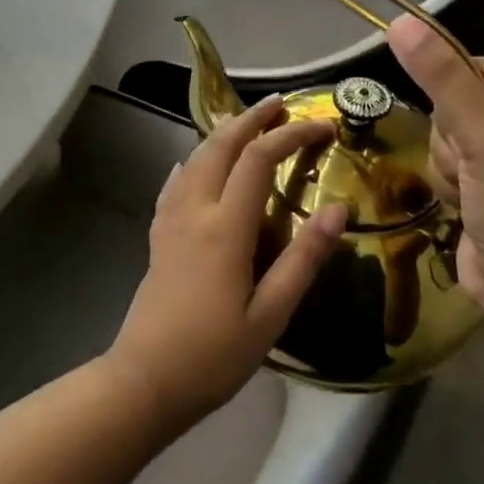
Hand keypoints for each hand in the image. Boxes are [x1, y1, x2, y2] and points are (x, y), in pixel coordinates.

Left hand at [106, 96, 346, 432]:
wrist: (145, 380)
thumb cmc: (214, 355)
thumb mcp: (271, 314)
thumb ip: (304, 259)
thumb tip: (338, 210)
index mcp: (225, 227)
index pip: (259, 159)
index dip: (291, 135)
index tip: (323, 126)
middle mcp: (194, 211)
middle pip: (219, 146)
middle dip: (251, 119)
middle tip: (280, 103)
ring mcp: (170, 222)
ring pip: (194, 159)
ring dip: (222, 134)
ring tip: (247, 125)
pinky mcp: (158, 237)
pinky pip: (175, 183)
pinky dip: (192, 162)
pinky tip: (193, 164)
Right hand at [386, 15, 483, 312]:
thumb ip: (441, 79)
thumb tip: (400, 22)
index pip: (475, 68)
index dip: (452, 95)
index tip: (461, 131)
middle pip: (455, 103)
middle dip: (452, 140)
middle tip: (474, 171)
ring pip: (444, 136)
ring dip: (447, 167)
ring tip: (471, 195)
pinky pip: (446, 164)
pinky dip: (447, 185)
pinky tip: (465, 207)